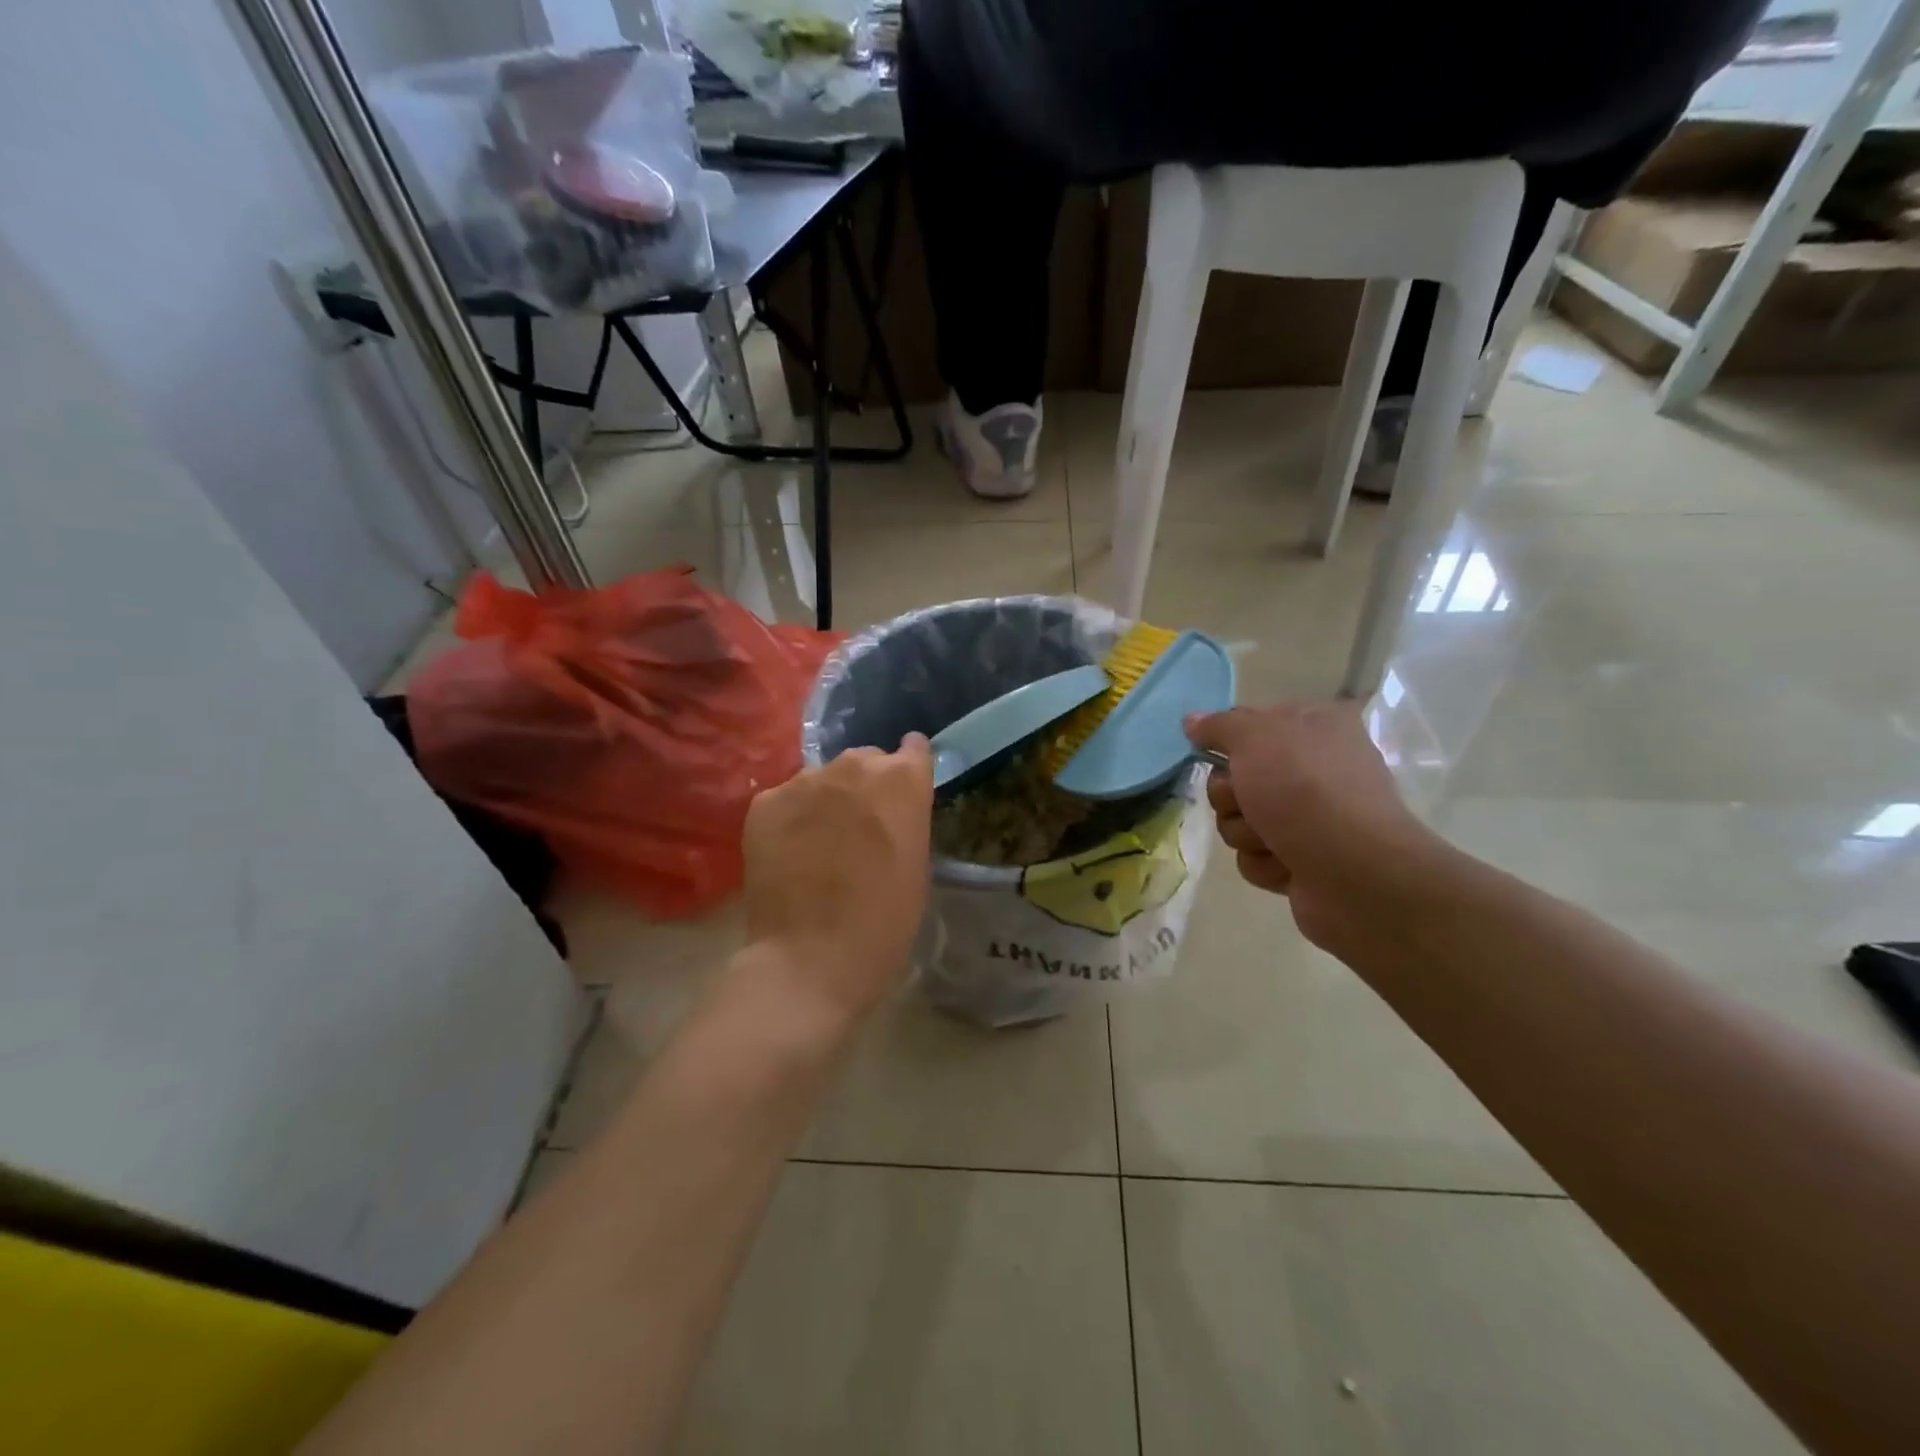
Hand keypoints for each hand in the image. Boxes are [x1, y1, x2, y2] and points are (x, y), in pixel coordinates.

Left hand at [740, 735, 933, 1021]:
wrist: (812, 957)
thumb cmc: (884, 921)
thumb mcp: (916, 863)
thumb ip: (905, 819)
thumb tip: (887, 809)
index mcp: (901, 779)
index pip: (913, 748)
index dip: (908, 768)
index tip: (903, 789)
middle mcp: (854, 766)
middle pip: (863, 761)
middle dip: (864, 786)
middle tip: (859, 828)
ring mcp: (804, 780)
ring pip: (821, 779)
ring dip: (825, 801)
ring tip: (818, 844)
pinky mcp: (765, 802)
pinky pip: (785, 800)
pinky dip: (790, 819)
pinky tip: (789, 853)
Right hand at [1185, 703, 1446, 952]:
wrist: (1354, 871)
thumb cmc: (1305, 790)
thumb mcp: (1254, 737)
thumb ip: (1219, 726)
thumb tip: (1191, 721)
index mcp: (1316, 726)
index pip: (1251, 723)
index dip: (1230, 741)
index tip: (1219, 753)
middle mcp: (1315, 768)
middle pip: (1236, 777)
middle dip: (1232, 796)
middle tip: (1249, 801)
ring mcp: (1311, 817)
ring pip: (1240, 819)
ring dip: (1246, 832)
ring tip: (1274, 840)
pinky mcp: (1304, 859)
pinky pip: (1256, 856)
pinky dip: (1265, 862)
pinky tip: (1287, 865)